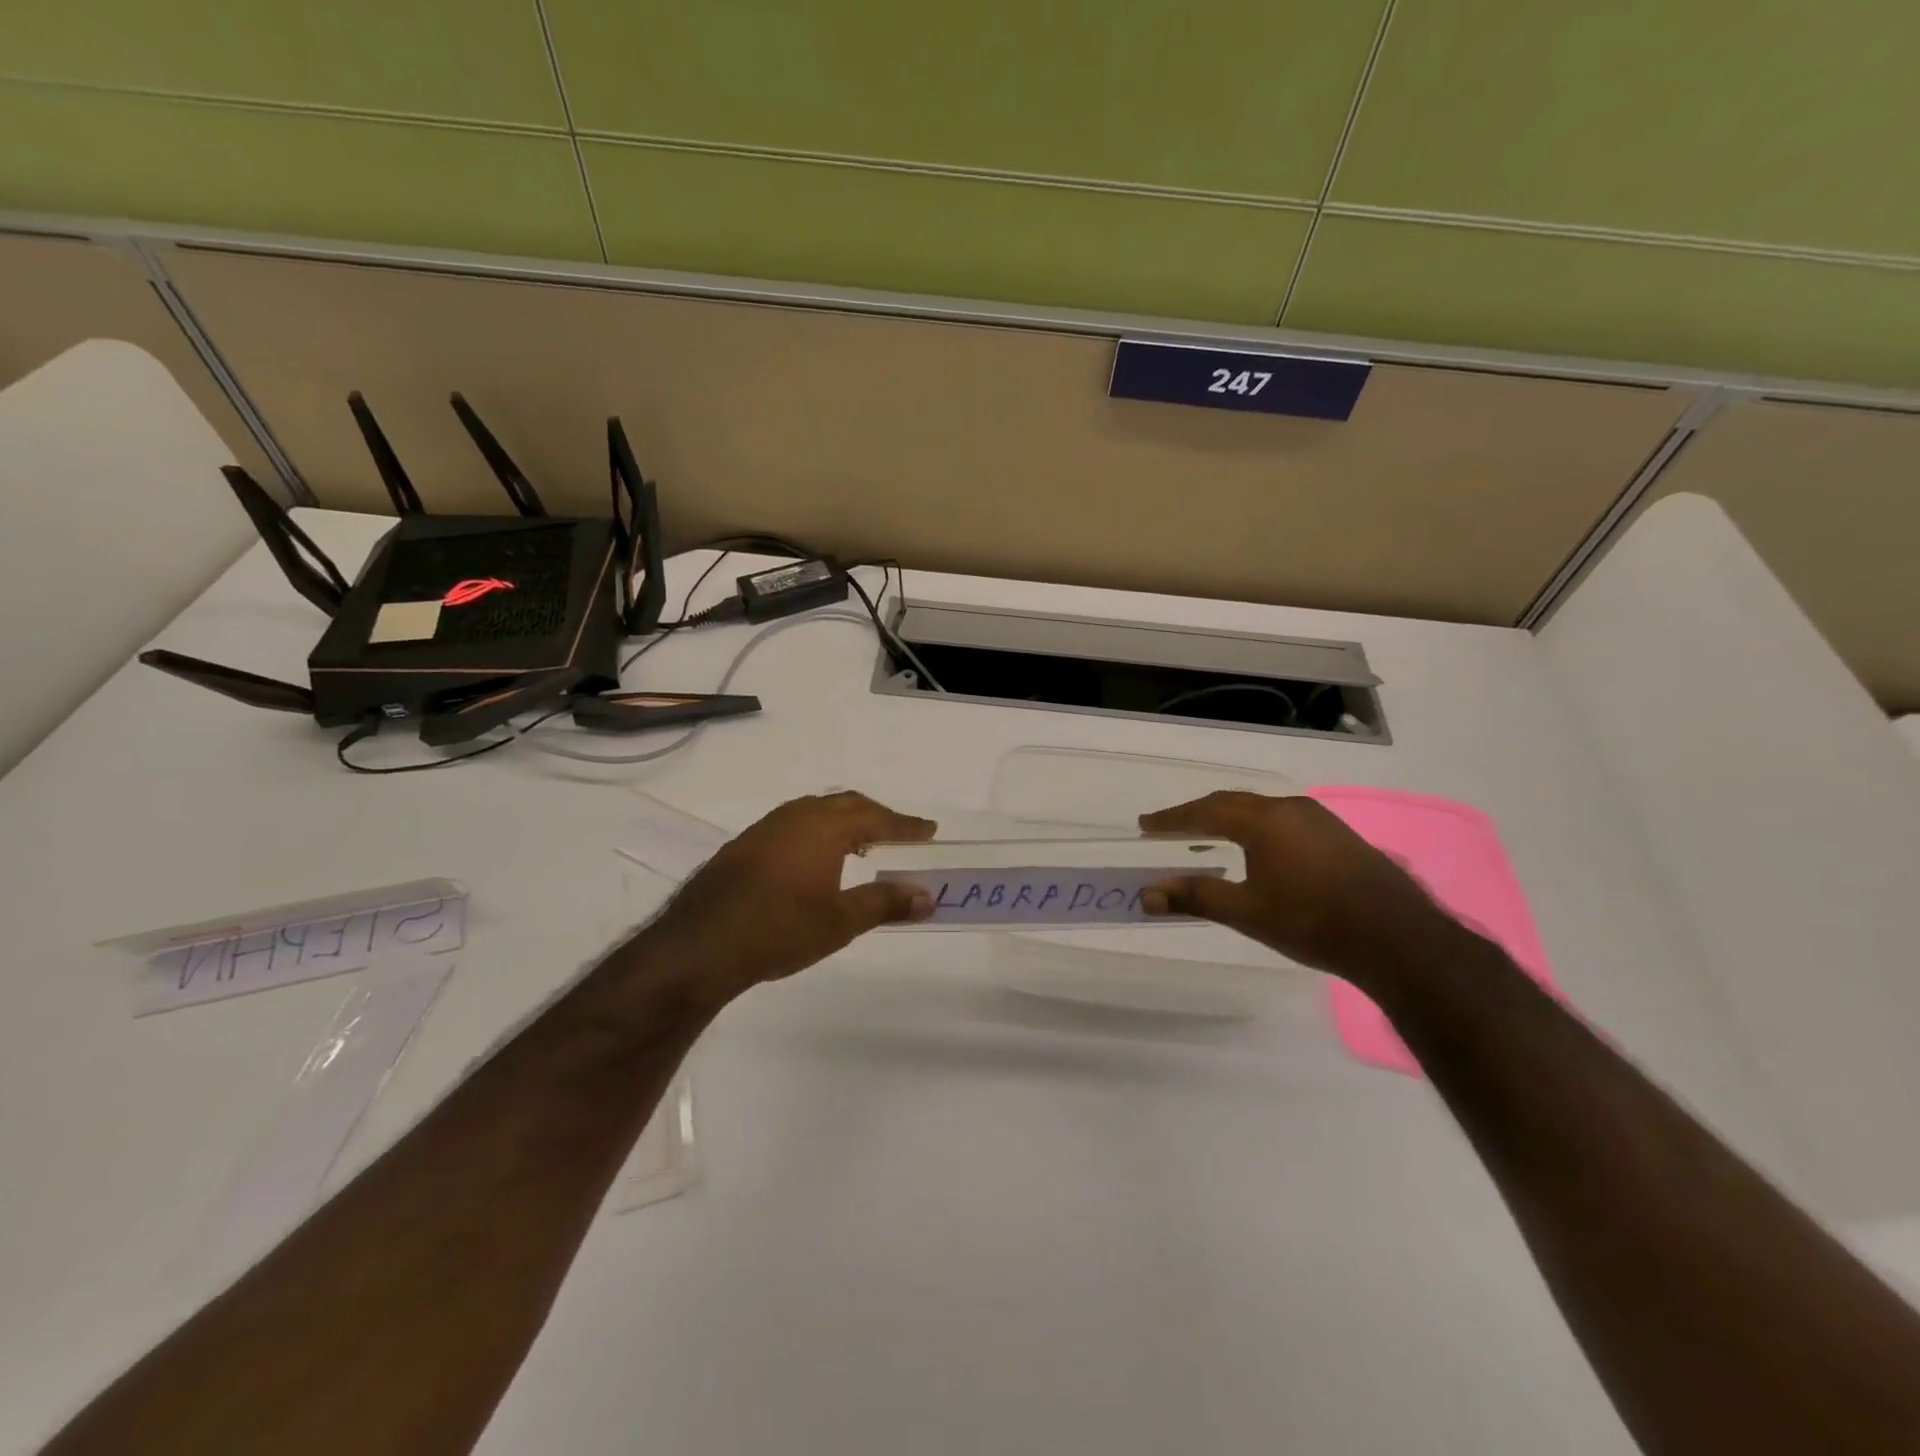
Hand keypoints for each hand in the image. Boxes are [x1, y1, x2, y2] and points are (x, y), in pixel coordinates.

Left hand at [634, 791, 936, 1007]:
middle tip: (899, 833)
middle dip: (876, 816)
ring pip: (814, 812)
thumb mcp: (840, 921)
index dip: (904, 825)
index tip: (929, 830)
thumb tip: (927, 896)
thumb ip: (885, 903)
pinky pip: (792, 825)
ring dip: (843, 822)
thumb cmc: (780, 930)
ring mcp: (764, 829)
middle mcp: (794, 817)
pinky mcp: (743, 846)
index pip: (875, 817)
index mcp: (823, 827)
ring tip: (861, 844)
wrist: (700, 946)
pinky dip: (816, 832)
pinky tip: (815, 859)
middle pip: (845, 804)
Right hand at [1139, 791, 1453, 981]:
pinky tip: (1257, 849)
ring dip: (1229, 819)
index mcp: (1264, 820)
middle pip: (1232, 803)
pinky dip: (1256, 828)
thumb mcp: (1247, 912)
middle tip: (1169, 827)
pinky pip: (1283, 820)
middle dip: (1197, 815)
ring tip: (1207, 836)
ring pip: (1260, 810)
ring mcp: (1319, 819)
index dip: (1173, 819)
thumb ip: (1195, 897)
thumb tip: (1146, 894)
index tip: (1146, 824)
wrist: (1396, 938)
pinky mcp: (1338, 835)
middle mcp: (1290, 809)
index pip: (1206, 811)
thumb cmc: (1312, 922)